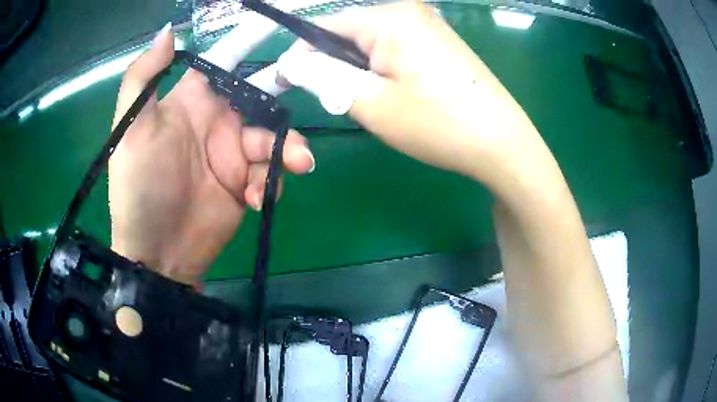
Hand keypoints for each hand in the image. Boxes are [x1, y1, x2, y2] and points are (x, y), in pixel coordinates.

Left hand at [109, 26, 314, 284]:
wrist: (156, 253)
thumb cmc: (138, 187)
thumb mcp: (130, 130)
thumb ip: (143, 78)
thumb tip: (169, 32)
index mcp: (192, 101)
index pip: (226, 61)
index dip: (250, 41)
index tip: (280, 28)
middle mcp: (217, 122)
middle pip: (262, 96)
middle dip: (286, 94)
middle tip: (316, 88)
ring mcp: (234, 155)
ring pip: (274, 137)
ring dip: (288, 148)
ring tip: (296, 163)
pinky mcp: (246, 185)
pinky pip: (271, 174)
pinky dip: (271, 182)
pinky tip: (256, 199)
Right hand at [278, 2, 543, 187]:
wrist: (501, 143)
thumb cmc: (437, 123)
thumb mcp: (370, 102)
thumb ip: (324, 76)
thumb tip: (290, 63)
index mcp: (389, 17)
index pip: (325, 26)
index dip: (302, 54)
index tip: (288, 82)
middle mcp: (409, 11)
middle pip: (350, 32)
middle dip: (334, 64)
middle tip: (338, 99)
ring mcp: (429, 24)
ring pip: (372, 42)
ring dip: (359, 69)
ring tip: (373, 101)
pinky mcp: (440, 41)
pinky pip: (396, 48)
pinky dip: (383, 68)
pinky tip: (397, 93)